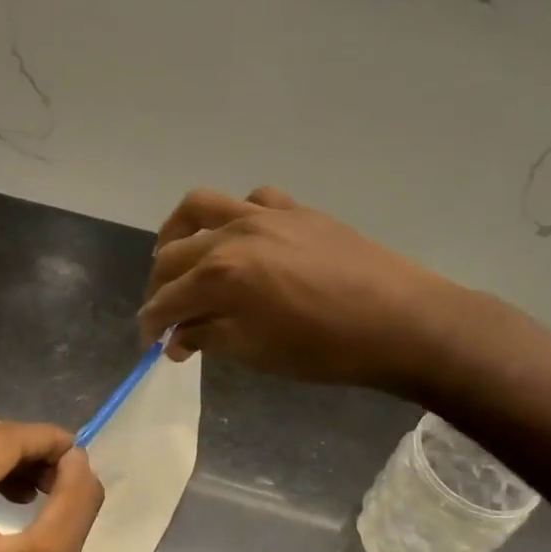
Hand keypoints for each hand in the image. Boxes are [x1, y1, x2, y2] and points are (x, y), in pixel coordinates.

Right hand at [140, 186, 452, 390]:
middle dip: (159, 286)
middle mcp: (233, 235)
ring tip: (177, 254)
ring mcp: (265, 215)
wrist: (400, 321)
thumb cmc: (325, 349)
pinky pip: (253, 200)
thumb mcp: (257, 352)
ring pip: (201, 206)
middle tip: (164, 312)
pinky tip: (241, 237)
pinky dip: (235, 216)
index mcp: (220, 275)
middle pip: (174, 254)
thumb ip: (209, 337)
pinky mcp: (296, 210)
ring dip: (179, 231)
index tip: (150, 341)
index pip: (167, 299)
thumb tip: (178, 338)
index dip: (152, 322)